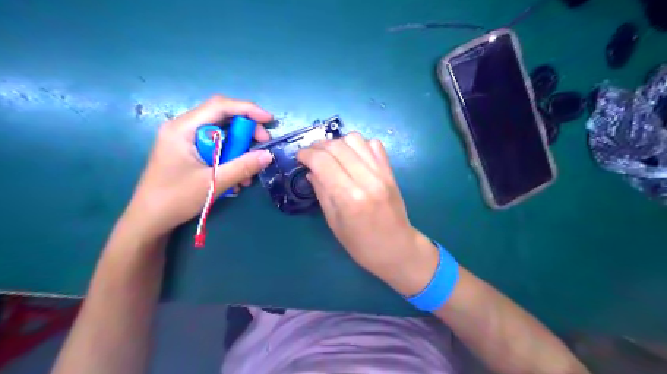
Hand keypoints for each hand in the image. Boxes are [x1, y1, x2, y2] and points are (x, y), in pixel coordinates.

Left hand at [121, 96, 272, 237]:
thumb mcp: (213, 182)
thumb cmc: (176, 198)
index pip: (220, 106)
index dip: (247, 109)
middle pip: (222, 119)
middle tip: (263, 148)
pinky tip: (237, 179)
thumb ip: (243, 166)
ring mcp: (186, 141)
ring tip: (249, 173)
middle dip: (246, 132)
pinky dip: (230, 160)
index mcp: (183, 129)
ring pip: (222, 136)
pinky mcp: (189, 153)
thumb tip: (268, 155)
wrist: (150, 221)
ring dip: (240, 151)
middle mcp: (184, 129)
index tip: (268, 120)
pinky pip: (216, 149)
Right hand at [300, 133, 441, 296]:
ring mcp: (381, 173)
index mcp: (349, 197)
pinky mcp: (390, 171)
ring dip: (338, 143)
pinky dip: (359, 145)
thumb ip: (322, 192)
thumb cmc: (361, 245)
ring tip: (331, 155)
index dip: (307, 154)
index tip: (299, 157)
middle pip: (337, 146)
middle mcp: (366, 179)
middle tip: (311, 155)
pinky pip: (374, 145)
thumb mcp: (334, 223)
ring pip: (355, 139)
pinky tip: (353, 157)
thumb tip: (311, 171)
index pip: (323, 161)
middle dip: (319, 146)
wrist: (397, 249)